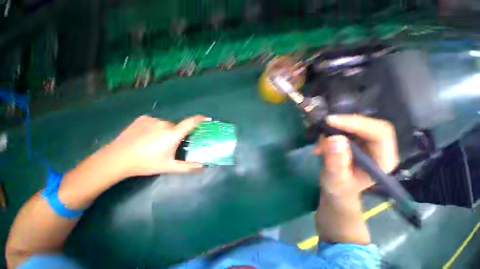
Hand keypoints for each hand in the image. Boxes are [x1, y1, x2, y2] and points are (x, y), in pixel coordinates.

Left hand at [101, 115, 206, 177]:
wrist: (117, 158)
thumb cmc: (146, 163)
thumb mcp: (169, 166)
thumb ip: (188, 167)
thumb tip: (203, 168)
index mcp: (173, 134)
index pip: (191, 122)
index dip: (200, 119)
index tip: (206, 119)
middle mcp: (165, 123)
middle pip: (177, 127)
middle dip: (177, 134)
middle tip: (170, 145)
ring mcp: (152, 120)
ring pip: (165, 125)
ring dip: (165, 132)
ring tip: (155, 143)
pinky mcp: (142, 118)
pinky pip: (155, 122)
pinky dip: (155, 128)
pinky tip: (146, 137)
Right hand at [314, 115, 398, 196]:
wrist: (338, 189)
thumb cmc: (339, 188)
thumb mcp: (335, 178)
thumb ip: (336, 162)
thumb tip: (334, 139)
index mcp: (383, 160)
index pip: (379, 134)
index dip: (357, 124)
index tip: (331, 121)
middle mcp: (381, 149)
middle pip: (371, 124)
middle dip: (347, 122)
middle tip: (325, 123)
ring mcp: (370, 143)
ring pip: (358, 124)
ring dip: (337, 127)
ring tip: (320, 141)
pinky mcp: (358, 140)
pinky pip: (347, 127)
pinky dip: (332, 130)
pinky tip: (321, 142)